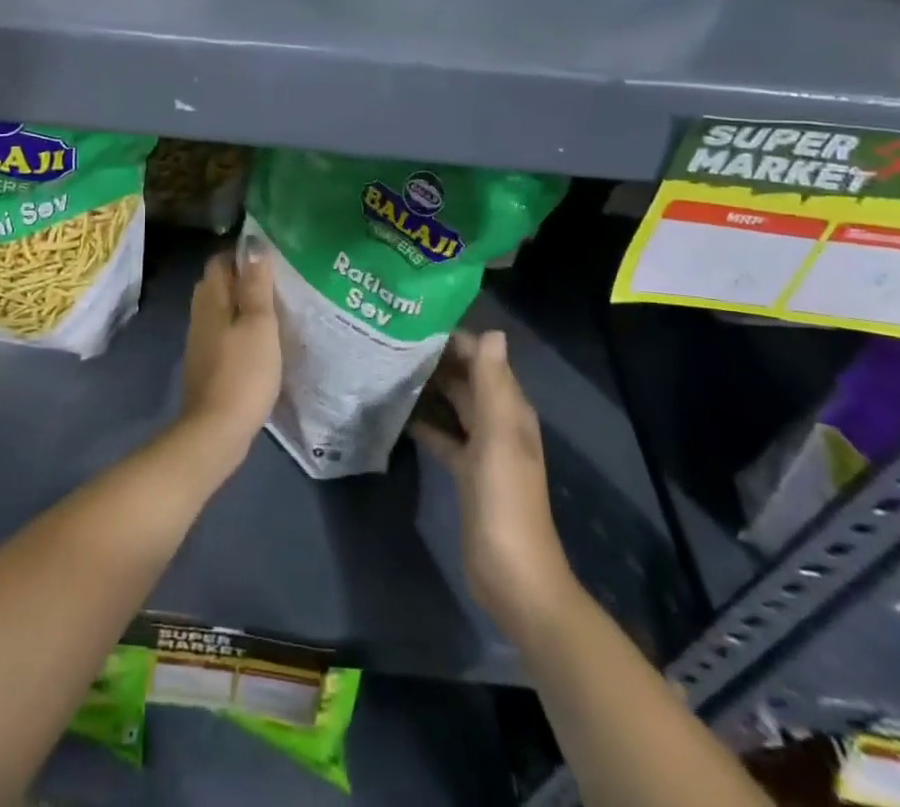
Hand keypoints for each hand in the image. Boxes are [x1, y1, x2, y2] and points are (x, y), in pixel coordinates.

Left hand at [176, 245, 281, 473]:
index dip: (242, 255)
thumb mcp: (259, 323)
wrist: (216, 430)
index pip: (220, 260)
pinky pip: (222, 333)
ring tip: (273, 310)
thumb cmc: (243, 371)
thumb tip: (253, 246)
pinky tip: (259, 341)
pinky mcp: (206, 363)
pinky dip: (238, 329)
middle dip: (242, 279)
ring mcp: (200, 340)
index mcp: (211, 298)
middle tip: (276, 283)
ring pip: (220, 309)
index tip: (270, 259)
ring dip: (241, 306)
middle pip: (218, 284)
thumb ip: (256, 284)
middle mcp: (199, 313)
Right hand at [411, 330, 573, 639]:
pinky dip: (424, 422)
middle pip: (466, 379)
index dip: (453, 339)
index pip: (481, 359)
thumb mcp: (498, 438)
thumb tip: (492, 332)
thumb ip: (493, 385)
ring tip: (387, 368)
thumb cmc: (505, 502)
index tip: (412, 323)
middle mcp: (498, 422)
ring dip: (428, 388)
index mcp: (510, 410)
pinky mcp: (465, 472)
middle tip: (390, 342)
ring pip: (453, 405)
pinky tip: (396, 413)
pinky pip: (443, 435)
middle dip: (435, 360)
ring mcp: (482, 449)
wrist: (512, 577)